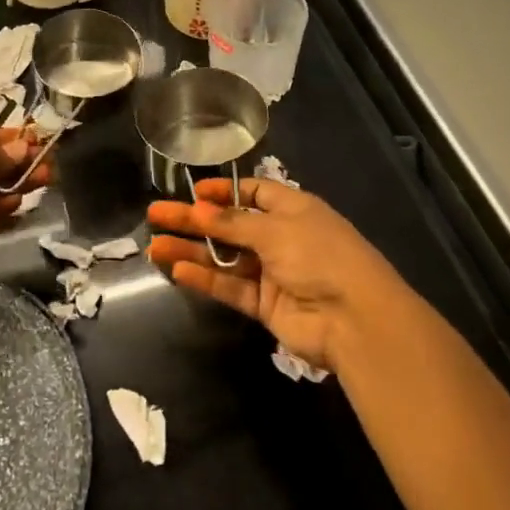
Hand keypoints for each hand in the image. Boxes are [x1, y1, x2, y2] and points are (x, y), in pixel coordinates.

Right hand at [148, 178, 408, 374]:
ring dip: (192, 250)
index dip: (223, 191)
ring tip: (154, 246)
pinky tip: (178, 270)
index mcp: (293, 209)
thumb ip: (233, 223)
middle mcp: (282, 237)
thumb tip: (198, 211)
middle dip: (194, 220)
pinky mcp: (265, 305)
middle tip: (156, 214)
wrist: (354, 319)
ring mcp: (273, 272)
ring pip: (225, 258)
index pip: (254, 192)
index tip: (192, 191)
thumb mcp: (276, 229)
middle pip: (230, 225)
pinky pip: (230, 287)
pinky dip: (206, 279)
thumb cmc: (319, 256)